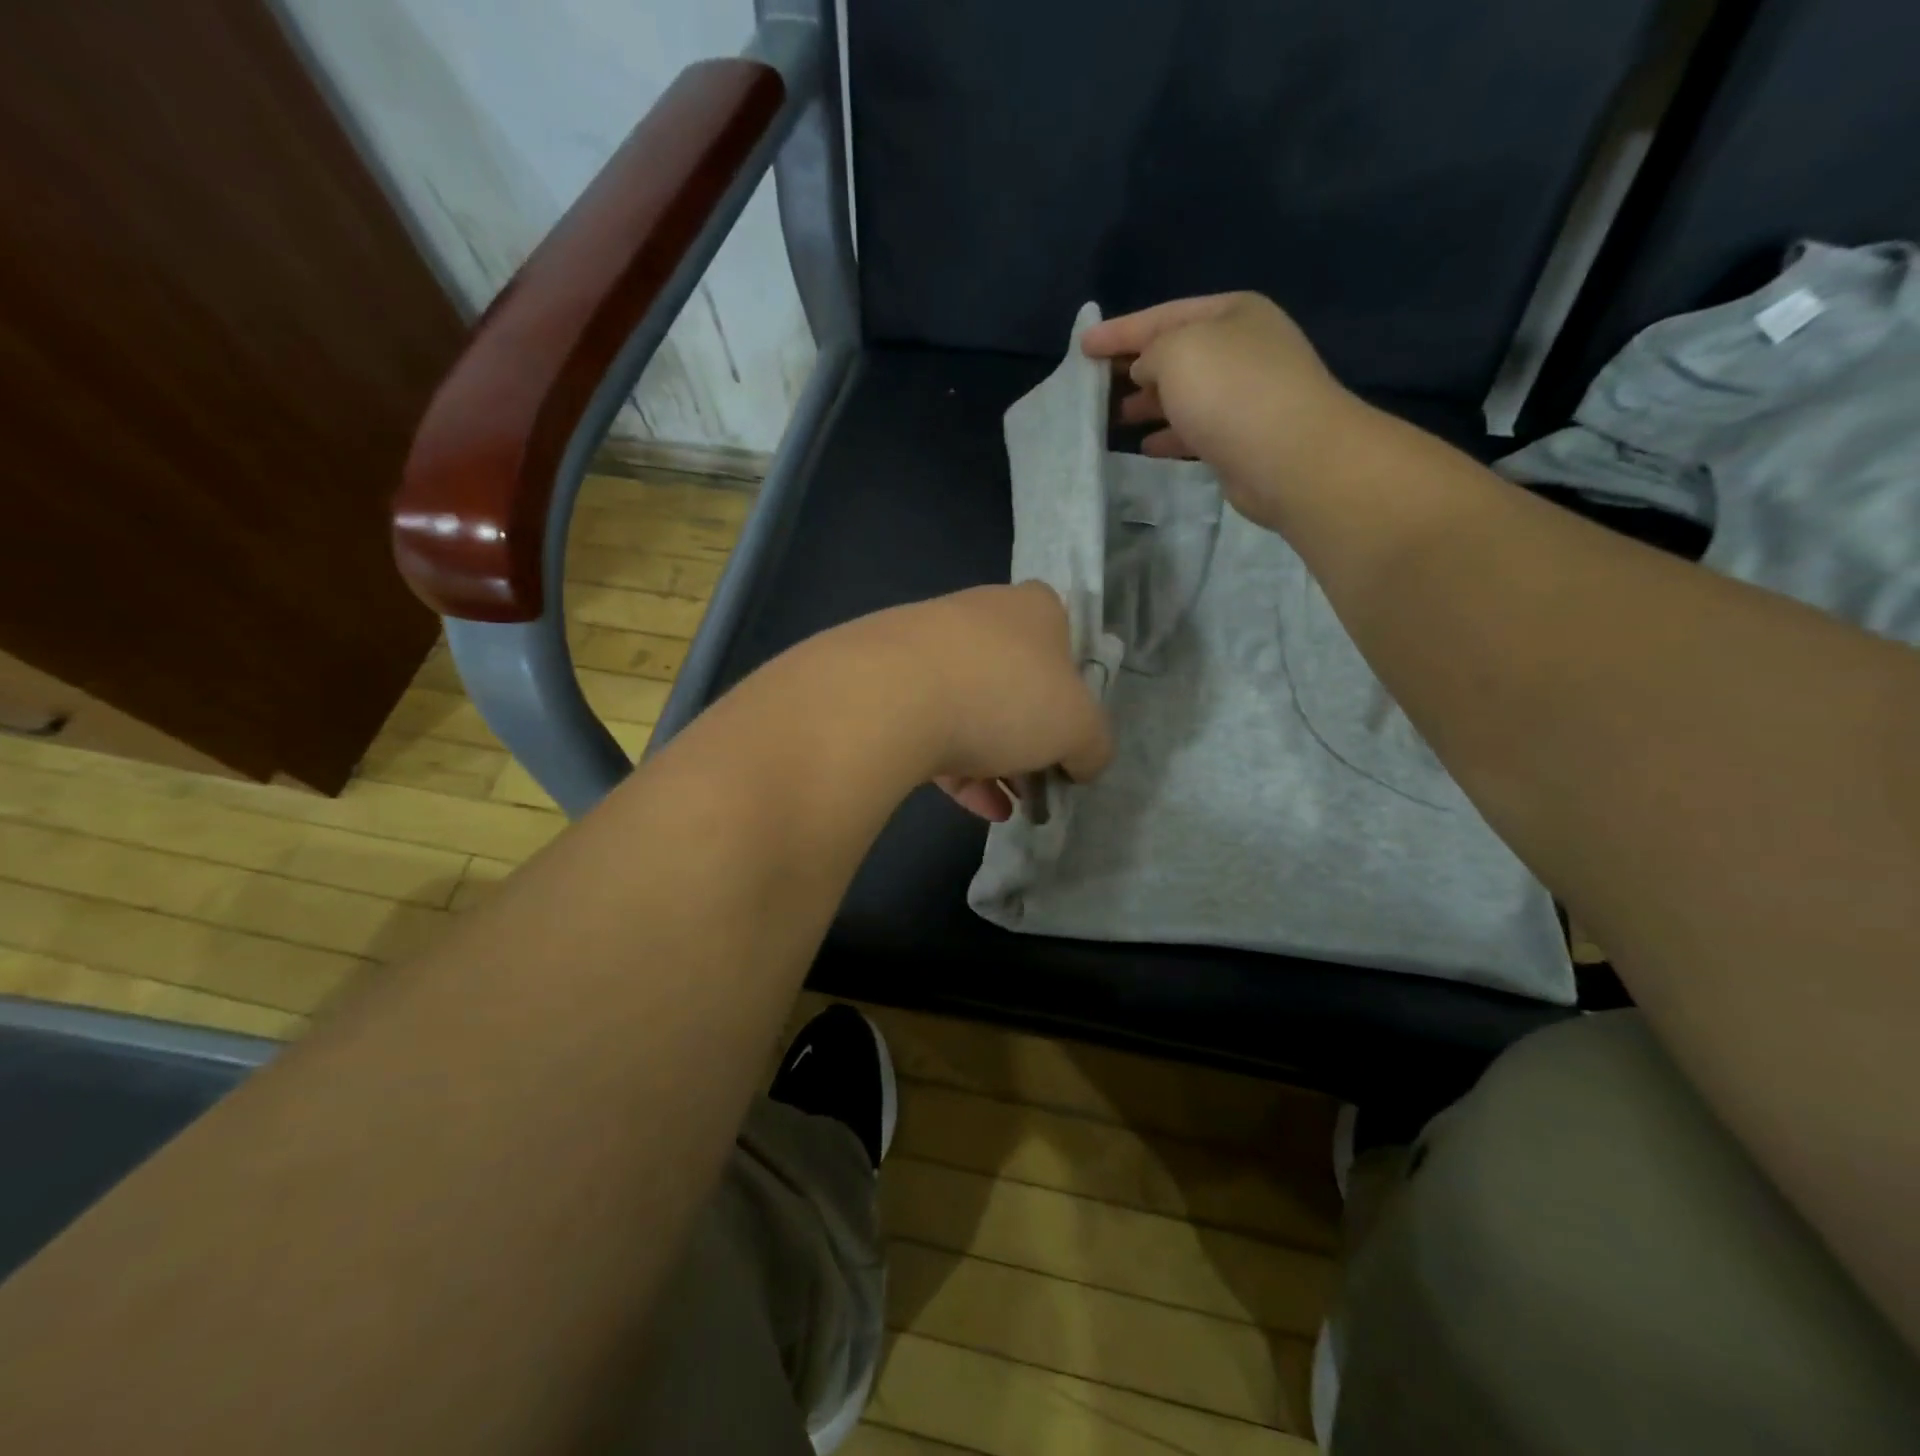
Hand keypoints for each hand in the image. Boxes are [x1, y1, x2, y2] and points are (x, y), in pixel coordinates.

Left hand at [853, 582, 1112, 820]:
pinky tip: (974, 806)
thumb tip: (1085, 761)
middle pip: (1014, 682)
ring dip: (994, 761)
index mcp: (1031, 609)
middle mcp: (977, 615)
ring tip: (1005, 808)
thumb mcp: (1079, 727)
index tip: (1066, 734)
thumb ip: (1093, 745)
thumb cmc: (1005, 696)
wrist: (889, 697)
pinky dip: (956, 767)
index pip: (1062, 639)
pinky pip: (930, 726)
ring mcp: (923, 645)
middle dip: (1029, 739)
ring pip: (970, 708)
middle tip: (1037, 785)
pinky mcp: (883, 681)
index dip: (1070, 691)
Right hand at [1081, 293, 1364, 532]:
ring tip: (1113, 418)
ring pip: (1184, 394)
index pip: (1162, 315)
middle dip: (1134, 368)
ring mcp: (1245, 395)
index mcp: (1231, 313)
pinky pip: (1195, 430)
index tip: (1082, 346)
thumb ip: (1149, 352)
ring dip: (1148, 404)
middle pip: (1175, 354)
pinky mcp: (1242, 438)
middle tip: (1095, 385)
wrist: (1289, 456)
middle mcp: (1242, 348)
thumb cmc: (1229, 391)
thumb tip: (1145, 371)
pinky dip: (1169, 435)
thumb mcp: (1177, 351)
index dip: (1118, 331)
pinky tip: (1146, 447)